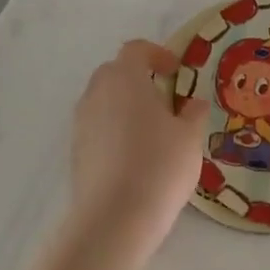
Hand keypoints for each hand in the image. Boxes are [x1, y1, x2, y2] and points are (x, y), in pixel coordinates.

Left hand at [69, 40, 209, 249]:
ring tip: (152, 130)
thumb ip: (193, 113)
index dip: (157, 54)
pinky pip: (97, 127)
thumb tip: (192, 103)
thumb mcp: (190, 137)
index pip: (136, 50)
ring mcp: (81, 124)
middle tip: (165, 98)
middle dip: (139, 78)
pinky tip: (136, 156)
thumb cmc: (159, 166)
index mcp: (125, 79)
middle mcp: (97, 94)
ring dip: (125, 105)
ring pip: (103, 101)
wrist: (114, 219)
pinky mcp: (76, 152)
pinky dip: (115, 130)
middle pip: (115, 72)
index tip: (176, 71)